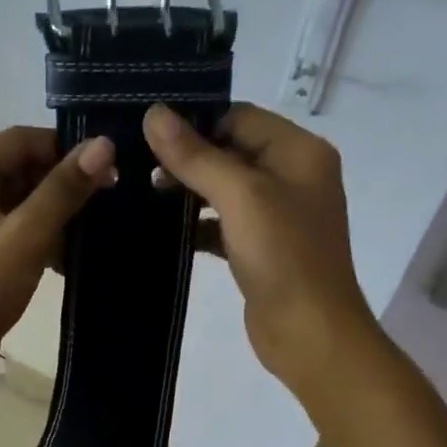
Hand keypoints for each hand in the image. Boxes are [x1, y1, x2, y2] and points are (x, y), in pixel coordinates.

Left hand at [0, 126, 115, 395]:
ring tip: (94, 231)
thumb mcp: (26, 238)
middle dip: (61, 186)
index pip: (20, 140)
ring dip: (54, 214)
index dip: (66, 151)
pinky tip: (69, 256)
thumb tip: (104, 145)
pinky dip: (39, 236)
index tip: (108, 172)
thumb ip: (64, 190)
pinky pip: (13, 226)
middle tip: (108, 203)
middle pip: (20, 168)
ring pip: (20, 200)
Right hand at [144, 103, 378, 400]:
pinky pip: (223, 223)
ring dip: (188, 190)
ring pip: (224, 188)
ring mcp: (278, 214)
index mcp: (299, 152)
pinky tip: (164, 230)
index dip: (196, 122)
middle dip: (187, 157)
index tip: (147, 133)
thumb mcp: (239, 196)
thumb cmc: (282, 256)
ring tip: (143, 194)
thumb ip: (196, 155)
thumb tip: (153, 113)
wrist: (309, 333)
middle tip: (137, 166)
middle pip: (231, 150)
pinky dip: (197, 224)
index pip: (239, 117)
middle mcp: (293, 176)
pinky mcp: (261, 247)